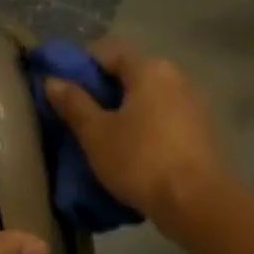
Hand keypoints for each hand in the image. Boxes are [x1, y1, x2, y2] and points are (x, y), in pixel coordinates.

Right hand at [42, 38, 232, 231]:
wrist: (195, 202)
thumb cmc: (140, 161)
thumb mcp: (96, 134)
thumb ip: (74, 104)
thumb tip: (53, 80)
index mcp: (150, 69)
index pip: (108, 51)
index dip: (80, 66)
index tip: (61, 90)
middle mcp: (176, 78)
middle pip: (129, 77)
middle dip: (101, 94)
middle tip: (76, 119)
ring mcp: (192, 106)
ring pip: (147, 102)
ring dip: (123, 116)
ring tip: (100, 141)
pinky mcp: (200, 134)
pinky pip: (162, 123)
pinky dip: (143, 132)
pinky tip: (129, 155)